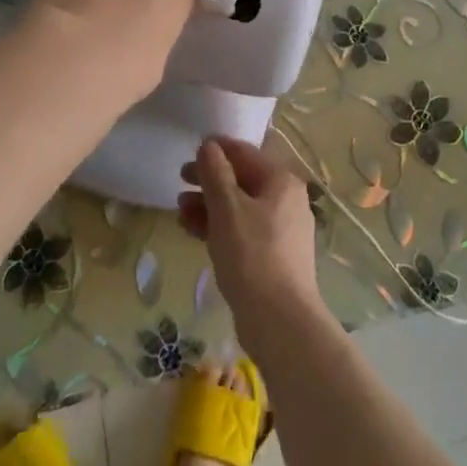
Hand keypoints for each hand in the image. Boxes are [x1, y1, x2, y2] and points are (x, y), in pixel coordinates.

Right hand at [178, 136, 326, 352]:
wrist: (280, 320)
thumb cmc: (252, 255)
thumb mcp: (227, 209)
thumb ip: (215, 173)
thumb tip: (209, 146)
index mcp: (281, 181)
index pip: (245, 153)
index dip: (216, 150)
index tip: (189, 151)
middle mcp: (287, 199)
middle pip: (242, 180)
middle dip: (209, 180)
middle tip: (179, 181)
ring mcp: (282, 229)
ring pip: (240, 207)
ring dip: (210, 205)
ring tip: (180, 211)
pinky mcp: (273, 255)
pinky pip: (243, 230)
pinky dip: (220, 227)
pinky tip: (194, 232)